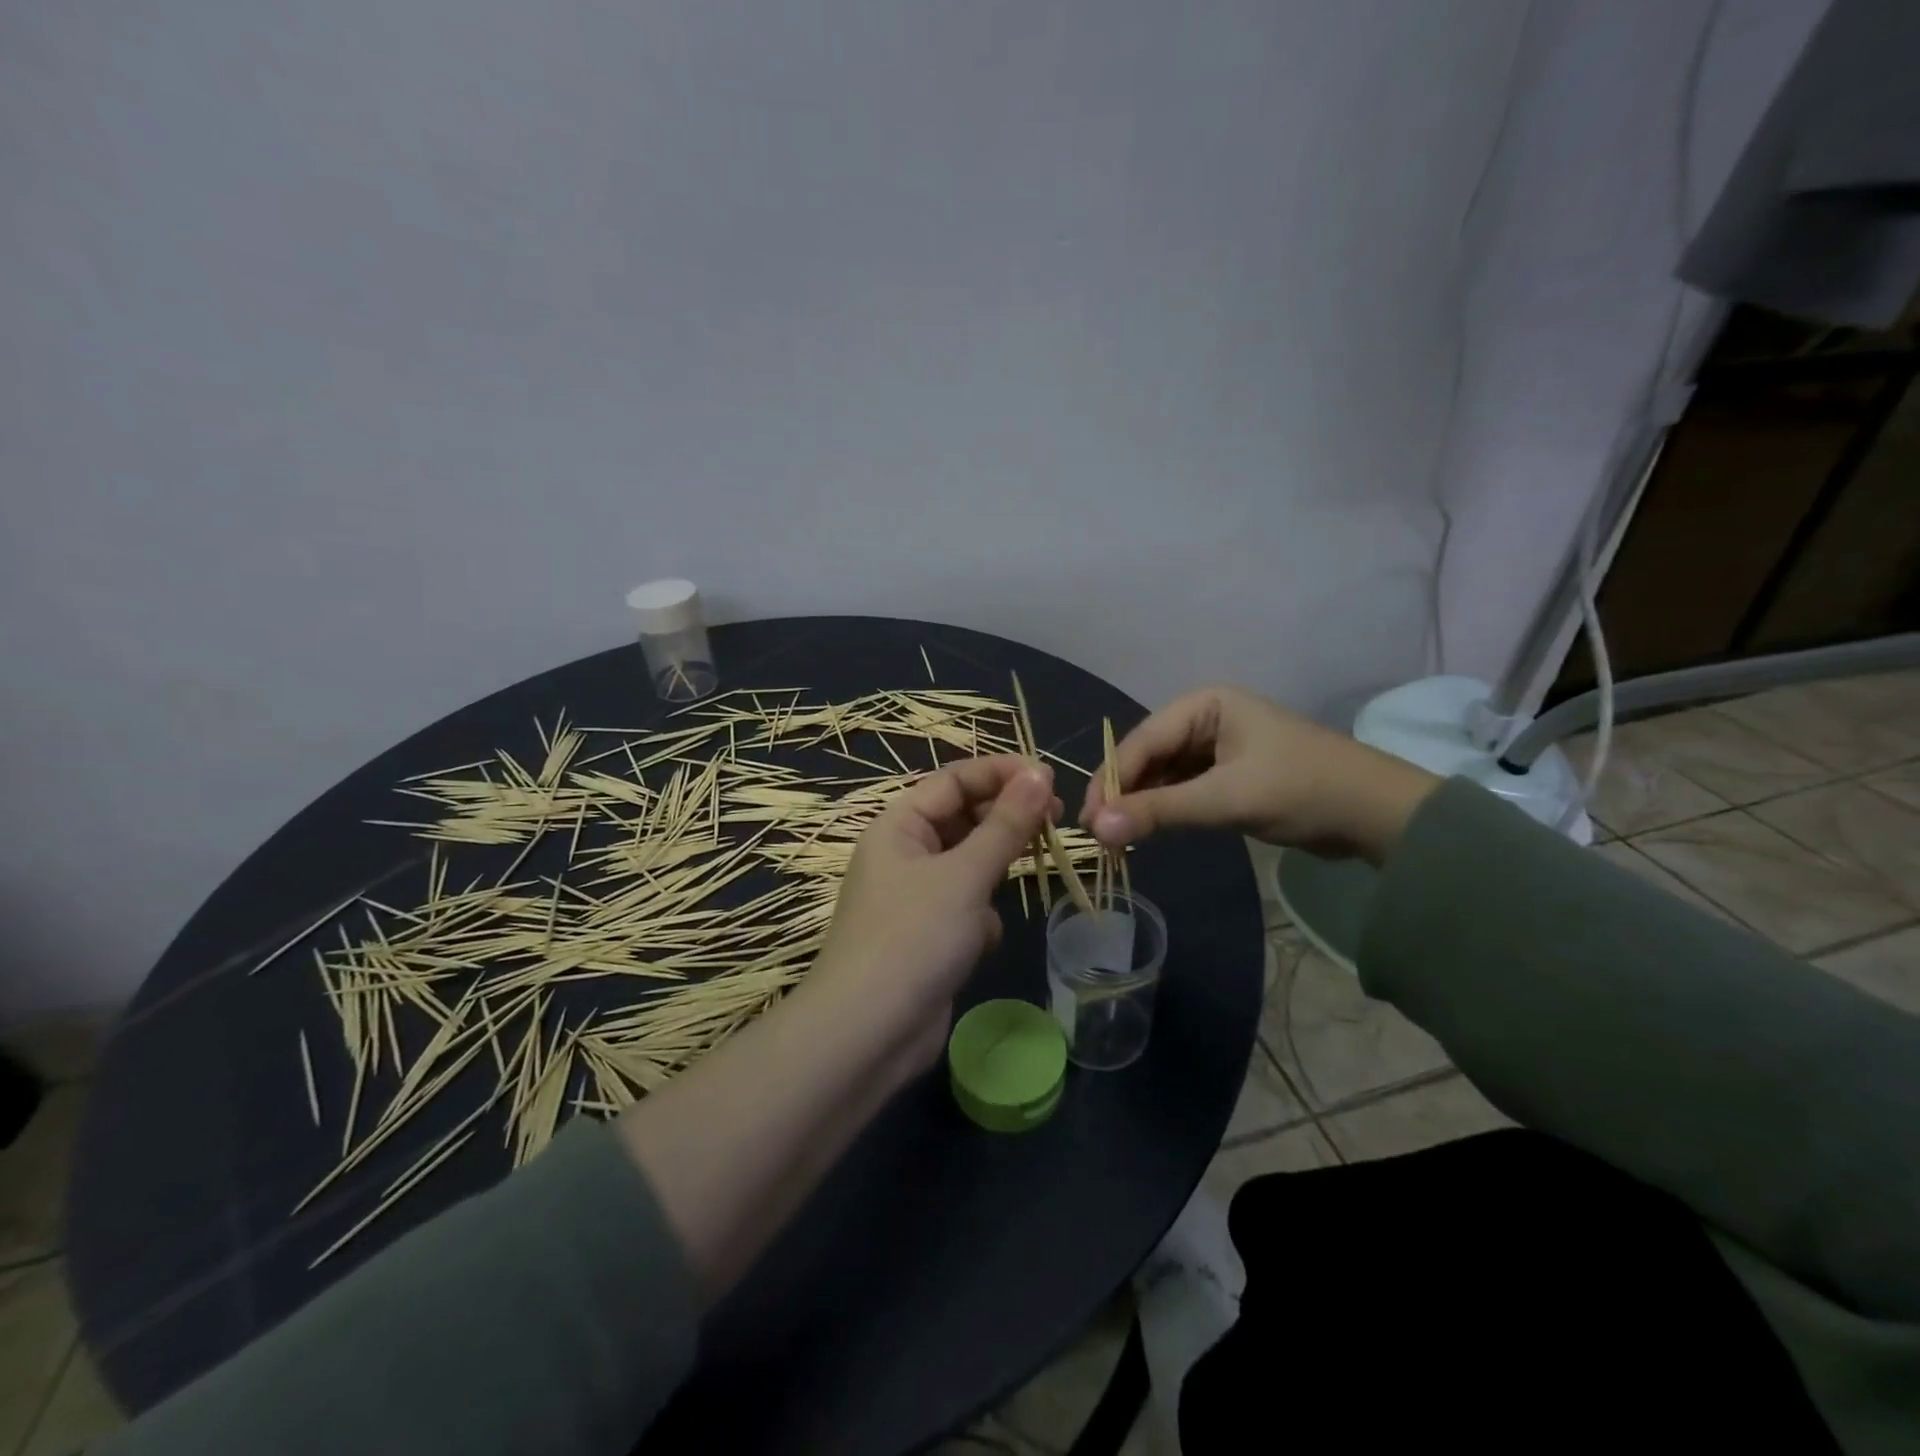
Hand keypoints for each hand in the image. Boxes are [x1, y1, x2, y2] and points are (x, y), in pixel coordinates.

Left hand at [810, 756, 1058, 1071]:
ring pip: (969, 865)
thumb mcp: (964, 875)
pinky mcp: (928, 935)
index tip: (1050, 777)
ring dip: (993, 872)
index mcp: (899, 826)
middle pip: (964, 819)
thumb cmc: (913, 938)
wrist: (868, 1034)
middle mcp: (904, 854)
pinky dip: (980, 918)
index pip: (954, 780)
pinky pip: (966, 907)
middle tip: (1056, 821)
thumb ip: (1006, 825)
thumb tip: (1040, 773)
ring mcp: (915, 897)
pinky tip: (980, 942)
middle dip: (1006, 821)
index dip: (1001, 773)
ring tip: (1024, 877)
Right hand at [1080, 686, 1439, 864]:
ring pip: (1163, 775)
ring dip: (1143, 804)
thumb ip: (1160, 812)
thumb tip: (1097, 830)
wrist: (1378, 814)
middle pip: (1148, 756)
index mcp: (1204, 705)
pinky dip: (1166, 809)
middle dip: (1125, 794)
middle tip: (1101, 835)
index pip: (1141, 741)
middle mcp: (1205, 718)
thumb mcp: (1226, 799)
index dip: (1111, 781)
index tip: (1088, 822)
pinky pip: (1183, 789)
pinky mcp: (1228, 774)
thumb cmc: (1303, 790)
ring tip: (1119, 838)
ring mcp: (1217, 747)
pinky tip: (1150, 831)